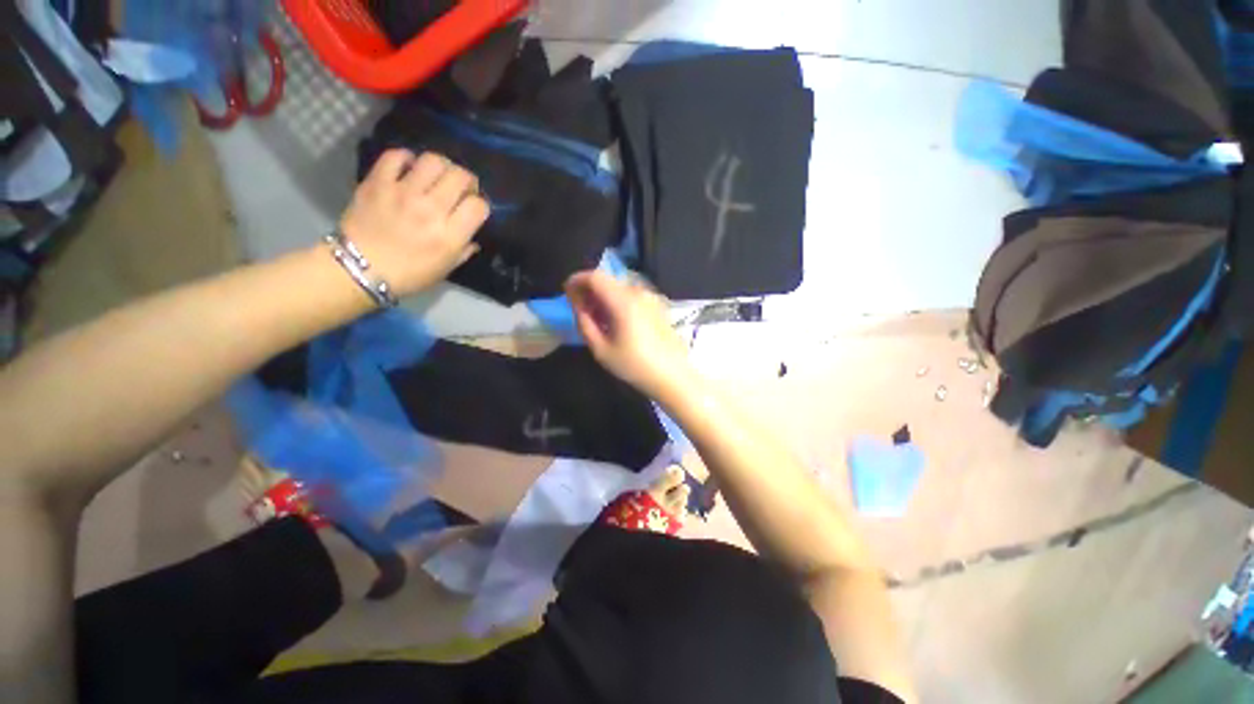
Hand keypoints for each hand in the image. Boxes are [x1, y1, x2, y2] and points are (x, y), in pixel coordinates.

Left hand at [338, 150, 487, 295]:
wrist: (360, 269)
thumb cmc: (409, 274)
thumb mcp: (446, 268)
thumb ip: (464, 250)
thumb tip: (472, 236)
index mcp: (449, 236)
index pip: (478, 206)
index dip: (480, 205)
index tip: (473, 209)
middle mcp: (430, 210)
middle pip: (460, 177)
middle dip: (466, 181)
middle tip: (460, 188)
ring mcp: (403, 193)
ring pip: (433, 161)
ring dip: (442, 166)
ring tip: (437, 176)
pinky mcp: (378, 182)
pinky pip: (396, 156)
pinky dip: (406, 158)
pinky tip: (409, 168)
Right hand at [565, 271, 694, 398]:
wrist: (673, 375)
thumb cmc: (634, 365)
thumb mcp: (602, 350)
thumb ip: (584, 323)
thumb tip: (577, 305)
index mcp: (623, 301)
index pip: (595, 276)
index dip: (577, 280)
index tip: (567, 293)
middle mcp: (638, 292)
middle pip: (607, 279)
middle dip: (589, 289)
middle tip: (580, 308)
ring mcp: (651, 297)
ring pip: (619, 286)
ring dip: (603, 295)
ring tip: (597, 317)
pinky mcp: (657, 305)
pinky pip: (631, 294)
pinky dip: (617, 300)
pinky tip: (615, 320)